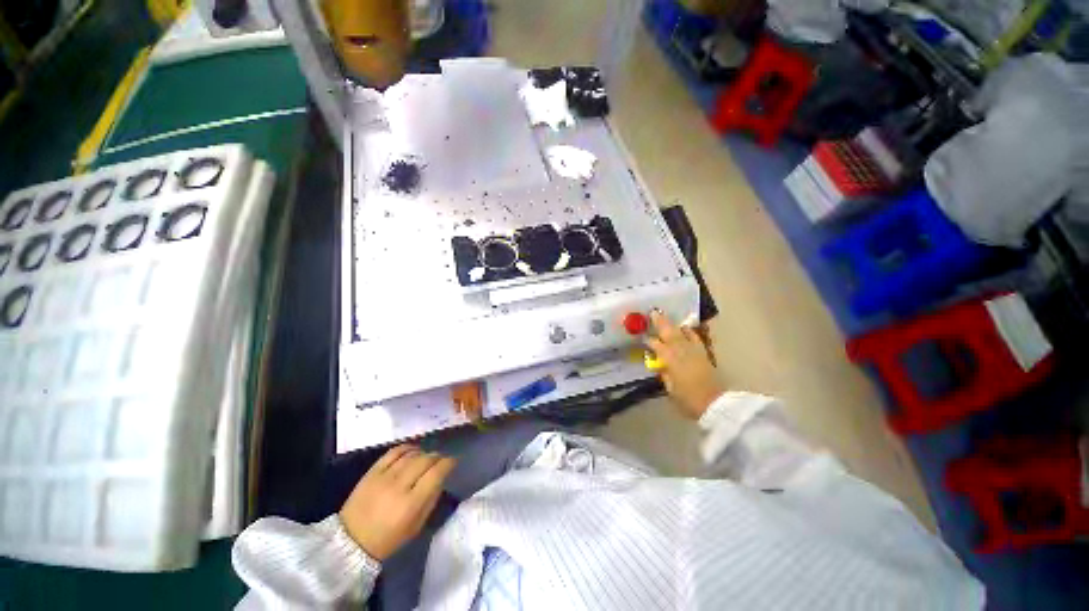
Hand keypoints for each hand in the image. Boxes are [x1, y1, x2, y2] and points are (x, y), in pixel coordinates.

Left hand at [339, 445, 456, 560]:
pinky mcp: (372, 472)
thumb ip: (431, 500)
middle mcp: (399, 486)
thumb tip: (441, 478)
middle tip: (441, 460)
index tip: (453, 461)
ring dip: (423, 453)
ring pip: (411, 455)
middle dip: (437, 457)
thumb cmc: (387, 540)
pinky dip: (406, 448)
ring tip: (426, 457)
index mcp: (412, 503)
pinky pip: (393, 452)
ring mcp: (384, 477)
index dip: (448, 463)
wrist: (349, 542)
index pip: (436, 473)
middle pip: (425, 460)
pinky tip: (412, 451)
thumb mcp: (416, 527)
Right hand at [645, 310, 724, 419]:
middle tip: (653, 312)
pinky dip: (689, 332)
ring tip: (666, 317)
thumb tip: (660, 364)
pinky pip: (695, 338)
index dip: (649, 340)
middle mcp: (682, 352)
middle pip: (670, 334)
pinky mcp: (704, 354)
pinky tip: (685, 328)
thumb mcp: (670, 388)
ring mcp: (695, 351)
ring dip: (673, 325)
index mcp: (671, 360)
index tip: (643, 336)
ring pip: (682, 333)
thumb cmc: (688, 400)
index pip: (657, 346)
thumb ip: (664, 374)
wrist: (715, 404)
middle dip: (661, 323)